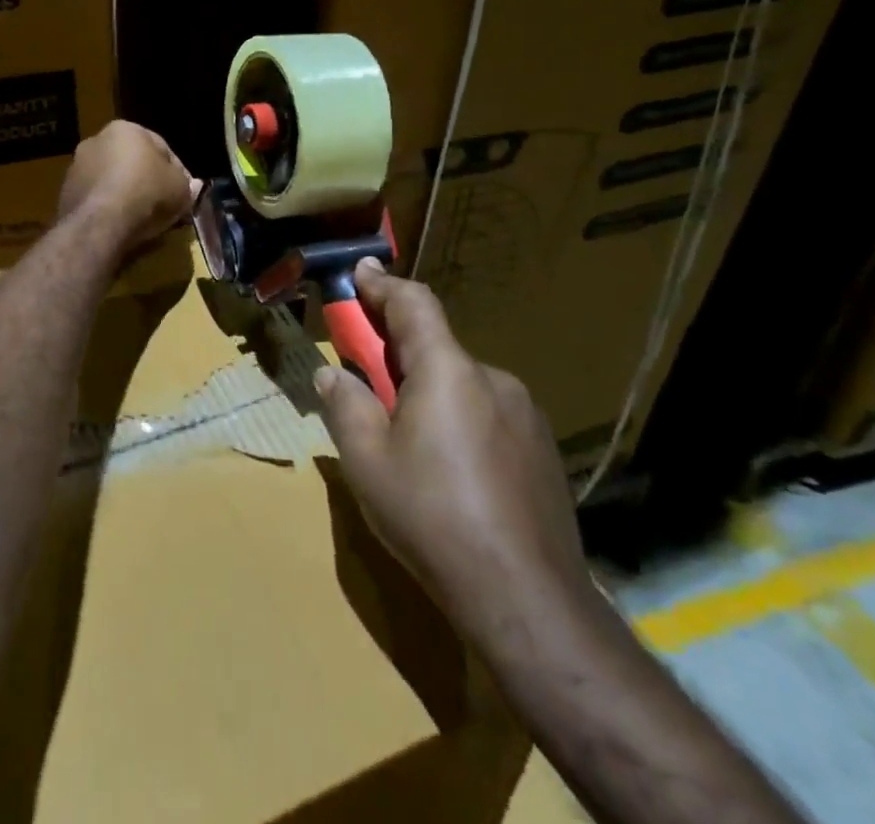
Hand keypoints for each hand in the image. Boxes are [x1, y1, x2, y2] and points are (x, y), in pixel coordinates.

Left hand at [57, 121, 198, 252]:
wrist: (99, 224)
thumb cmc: (146, 194)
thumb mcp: (180, 190)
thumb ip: (187, 185)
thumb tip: (191, 186)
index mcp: (125, 129)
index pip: (161, 147)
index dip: (177, 171)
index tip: (184, 192)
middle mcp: (96, 140)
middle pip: (132, 162)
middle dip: (148, 181)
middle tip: (164, 205)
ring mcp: (76, 167)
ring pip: (111, 181)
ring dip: (126, 195)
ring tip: (142, 220)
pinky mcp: (65, 193)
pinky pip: (96, 199)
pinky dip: (108, 209)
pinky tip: (120, 226)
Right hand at [313, 260, 591, 650]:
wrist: (527, 600)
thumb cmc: (433, 517)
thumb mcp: (366, 460)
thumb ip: (345, 404)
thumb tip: (332, 375)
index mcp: (448, 370)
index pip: (414, 303)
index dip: (382, 284)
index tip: (359, 273)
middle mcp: (492, 379)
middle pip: (436, 347)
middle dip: (397, 354)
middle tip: (367, 384)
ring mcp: (525, 415)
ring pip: (462, 385)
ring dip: (429, 393)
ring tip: (408, 444)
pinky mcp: (542, 451)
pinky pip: (488, 416)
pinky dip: (459, 421)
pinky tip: (451, 474)